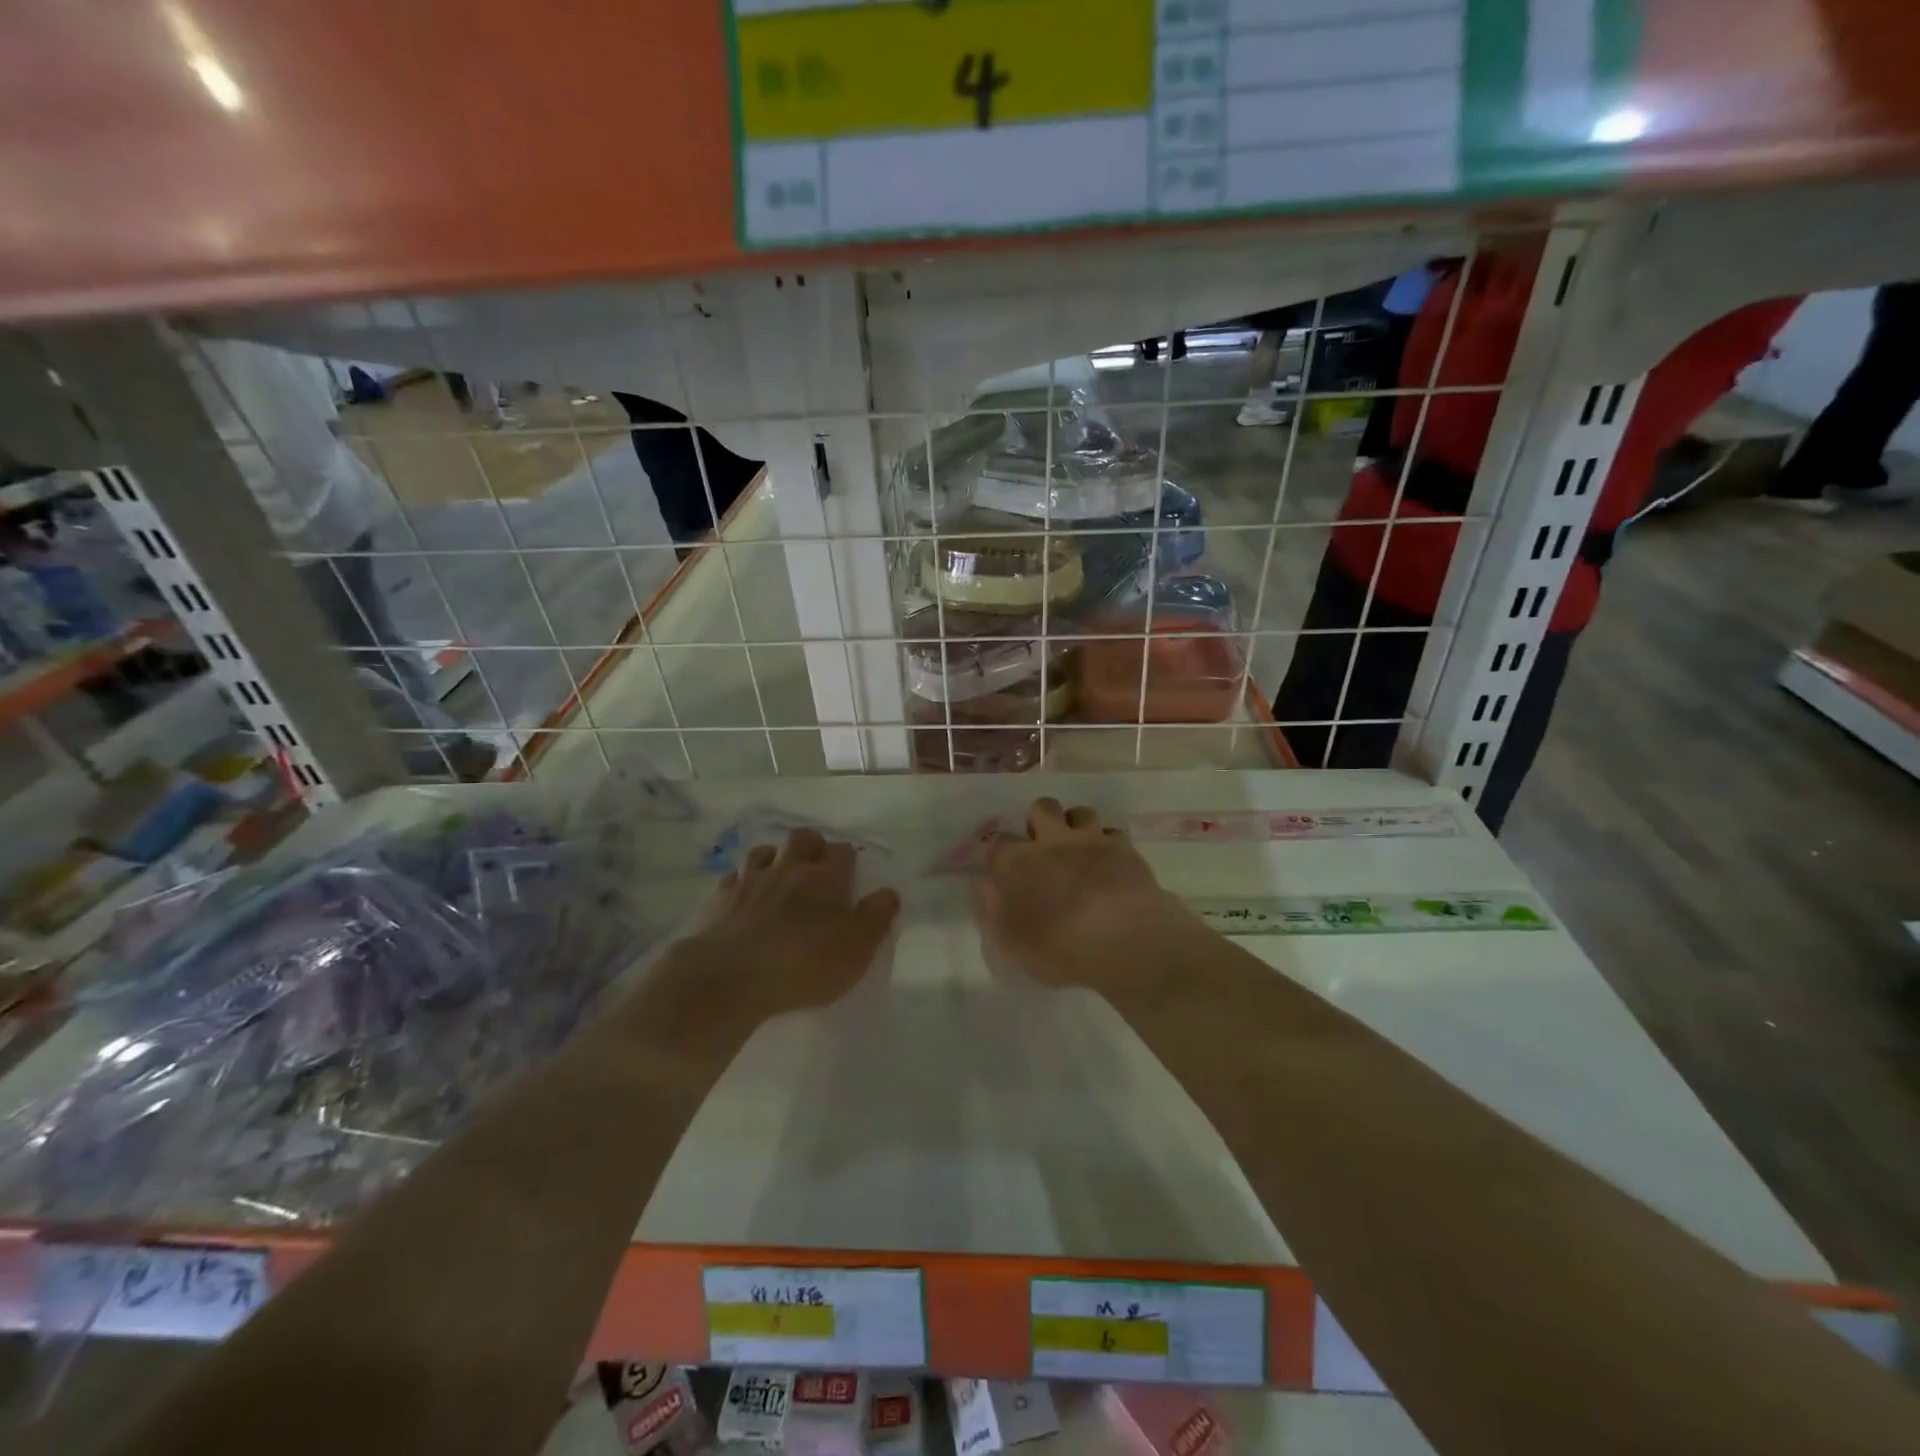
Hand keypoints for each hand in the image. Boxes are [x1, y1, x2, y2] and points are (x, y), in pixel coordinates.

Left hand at [675, 827, 900, 1019]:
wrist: (730, 976)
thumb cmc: (804, 964)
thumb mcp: (857, 948)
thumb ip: (876, 917)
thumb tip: (889, 892)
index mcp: (826, 878)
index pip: (844, 852)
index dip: (849, 859)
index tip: (852, 874)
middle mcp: (789, 868)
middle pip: (803, 838)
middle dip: (812, 844)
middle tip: (817, 866)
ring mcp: (751, 880)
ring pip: (764, 851)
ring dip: (774, 857)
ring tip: (779, 875)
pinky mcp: (720, 899)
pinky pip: (732, 878)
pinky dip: (741, 881)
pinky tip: (743, 895)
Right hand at [976, 798, 1194, 989]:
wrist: (1121, 938)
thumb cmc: (1057, 946)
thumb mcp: (1010, 941)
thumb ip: (992, 909)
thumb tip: (988, 887)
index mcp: (1017, 862)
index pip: (999, 843)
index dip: (1003, 856)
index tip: (1008, 874)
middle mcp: (1051, 841)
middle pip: (1042, 808)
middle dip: (1041, 821)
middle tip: (1046, 849)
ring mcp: (1090, 840)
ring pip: (1080, 812)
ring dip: (1077, 827)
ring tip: (1081, 851)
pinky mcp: (1124, 848)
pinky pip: (1113, 833)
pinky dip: (1110, 845)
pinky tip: (1112, 864)